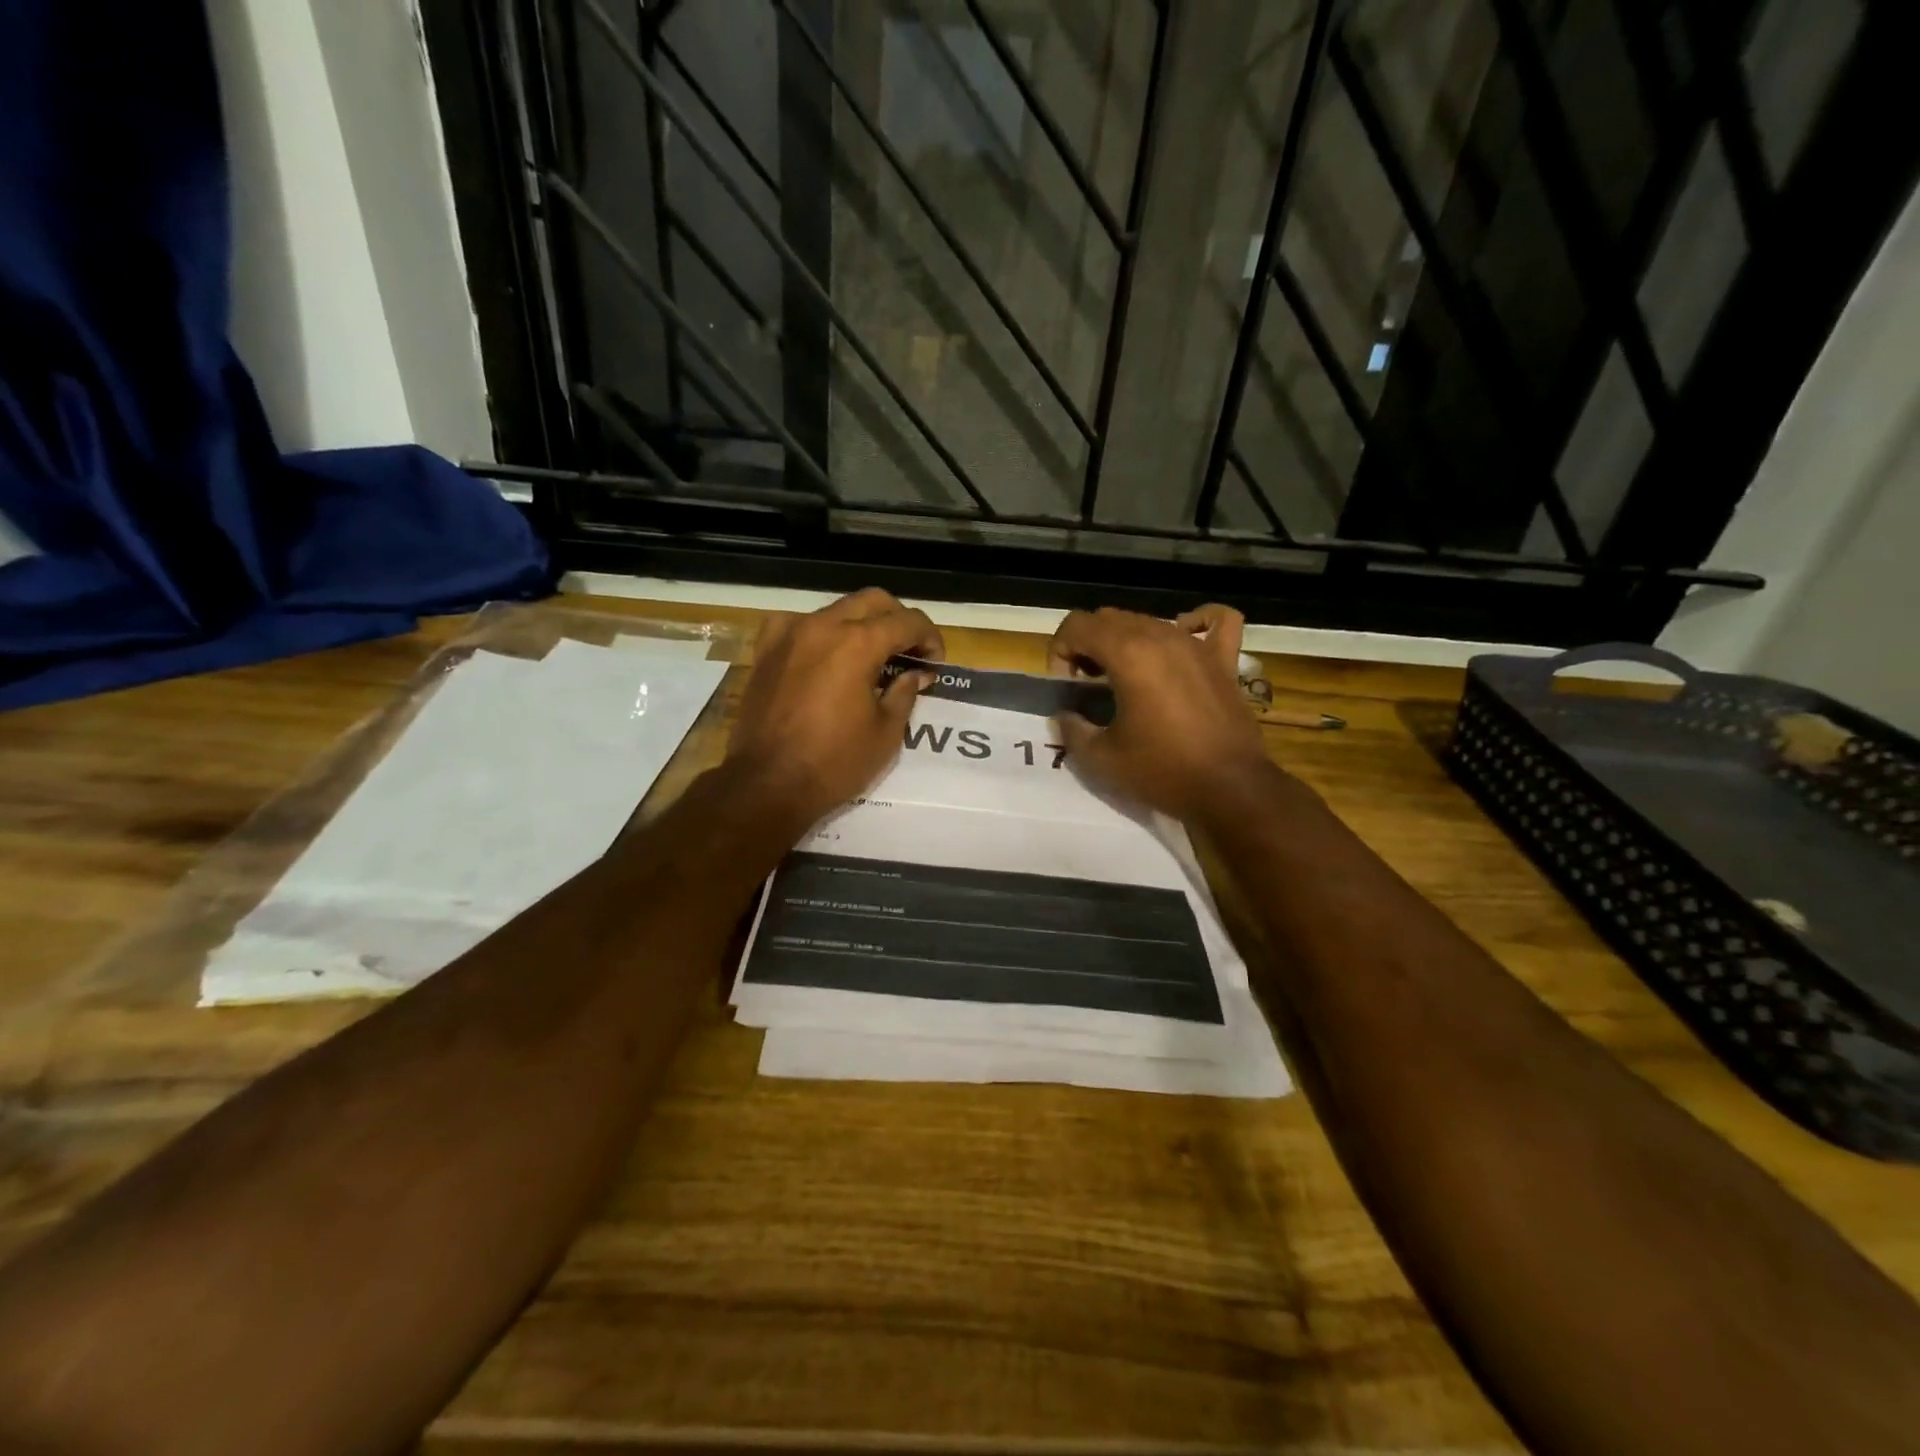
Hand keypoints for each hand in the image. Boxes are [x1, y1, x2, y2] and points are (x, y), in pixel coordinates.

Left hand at [725, 588, 943, 827]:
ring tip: (872, 657)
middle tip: (910, 653)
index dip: (930, 638)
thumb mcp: (886, 733)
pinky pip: (799, 624)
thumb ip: (905, 693)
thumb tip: (914, 673)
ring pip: (836, 609)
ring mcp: (789, 634)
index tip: (935, 663)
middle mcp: (822, 626)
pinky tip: (826, 656)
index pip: (907, 621)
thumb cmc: (834, 764)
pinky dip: (821, 633)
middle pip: (872, 601)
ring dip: (861, 625)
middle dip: (899, 621)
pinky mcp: (766, 651)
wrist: (767, 785)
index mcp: (857, 643)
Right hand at [1047, 604, 1277, 820]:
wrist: (1229, 790)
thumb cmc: (1162, 770)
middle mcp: (1161, 636)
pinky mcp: (1224, 660)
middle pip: (1109, 618)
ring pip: (1149, 619)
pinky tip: (1184, 640)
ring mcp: (1197, 645)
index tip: (1067, 687)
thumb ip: (1072, 729)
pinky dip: (1196, 622)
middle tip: (1089, 686)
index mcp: (1127, 653)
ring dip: (1126, 640)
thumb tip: (1065, 714)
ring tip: (1125, 678)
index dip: (1060, 652)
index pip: (1076, 625)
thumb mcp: (1101, 757)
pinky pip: (1216, 621)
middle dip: (1088, 646)